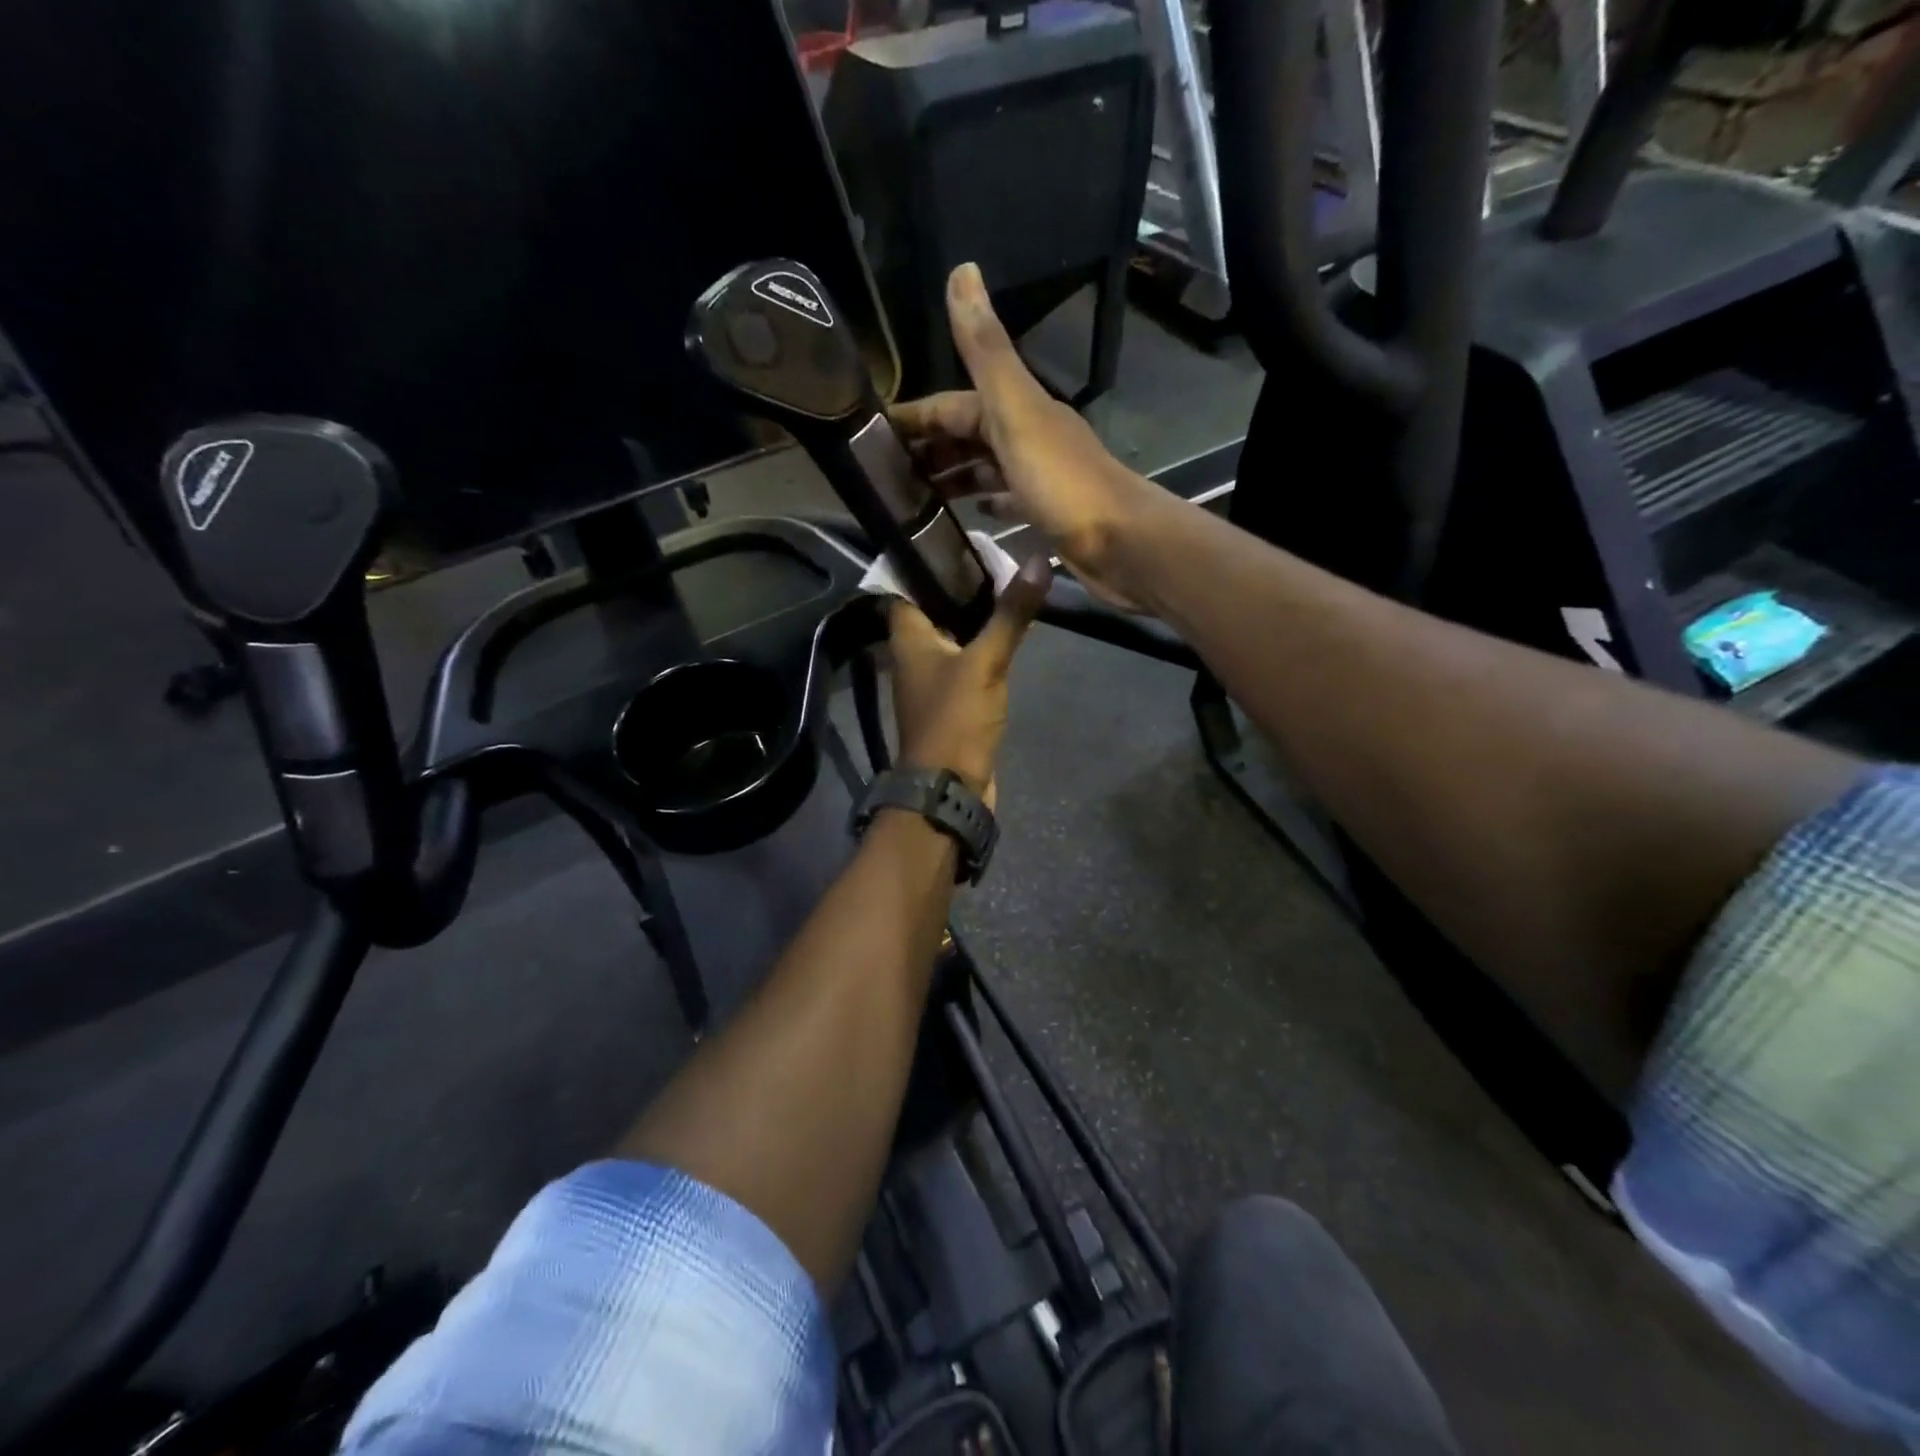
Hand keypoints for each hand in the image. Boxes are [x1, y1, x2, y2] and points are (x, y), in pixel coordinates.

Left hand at [887, 554, 1052, 808]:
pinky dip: (982, 643)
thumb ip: (1010, 614)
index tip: (956, 536)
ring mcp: (932, 679)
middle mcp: (913, 654)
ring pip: (950, 634)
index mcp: (907, 637)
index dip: (925, 559)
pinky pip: (965, 660)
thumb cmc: (955, 719)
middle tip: (994, 553)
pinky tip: (1007, 630)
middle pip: (931, 607)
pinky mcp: (952, 700)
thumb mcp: (985, 662)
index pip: (903, 584)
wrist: (951, 788)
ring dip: (973, 613)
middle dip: (958, 583)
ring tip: (1006, 581)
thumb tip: (1036, 561)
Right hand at [890, 264, 1156, 608]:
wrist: (1121, 543)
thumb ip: (986, 351)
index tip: (873, 437)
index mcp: (1016, 409)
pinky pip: (1007, 501)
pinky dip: (985, 502)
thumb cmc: (1062, 482)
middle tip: (886, 478)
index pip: (953, 405)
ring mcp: (1038, 477)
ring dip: (952, 477)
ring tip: (914, 500)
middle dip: (929, 450)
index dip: (915, 417)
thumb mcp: (1016, 411)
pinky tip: (968, 515)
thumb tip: (962, 269)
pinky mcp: (1046, 514)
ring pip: (984, 469)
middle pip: (967, 437)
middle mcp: (1027, 437)